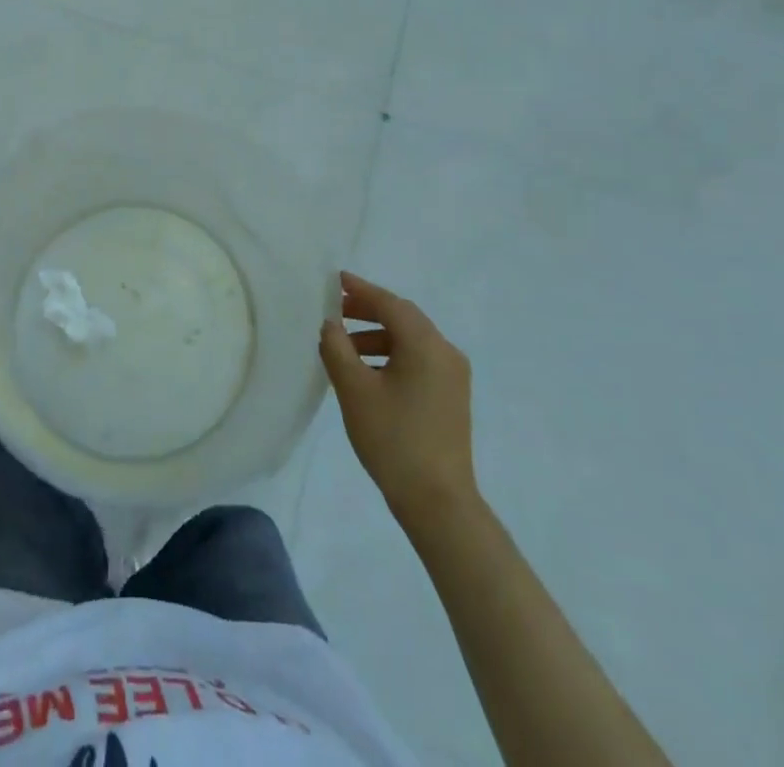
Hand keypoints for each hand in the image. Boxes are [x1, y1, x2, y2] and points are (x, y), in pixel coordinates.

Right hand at [319, 270, 477, 526]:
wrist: (438, 502)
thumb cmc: (393, 439)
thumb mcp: (354, 390)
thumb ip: (337, 348)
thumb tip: (330, 323)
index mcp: (425, 344)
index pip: (389, 304)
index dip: (360, 290)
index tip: (334, 280)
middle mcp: (445, 351)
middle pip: (403, 318)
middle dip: (368, 311)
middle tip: (335, 311)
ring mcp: (453, 375)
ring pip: (410, 340)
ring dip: (377, 336)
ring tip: (344, 347)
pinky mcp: (452, 396)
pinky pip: (419, 359)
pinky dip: (392, 355)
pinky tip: (367, 372)